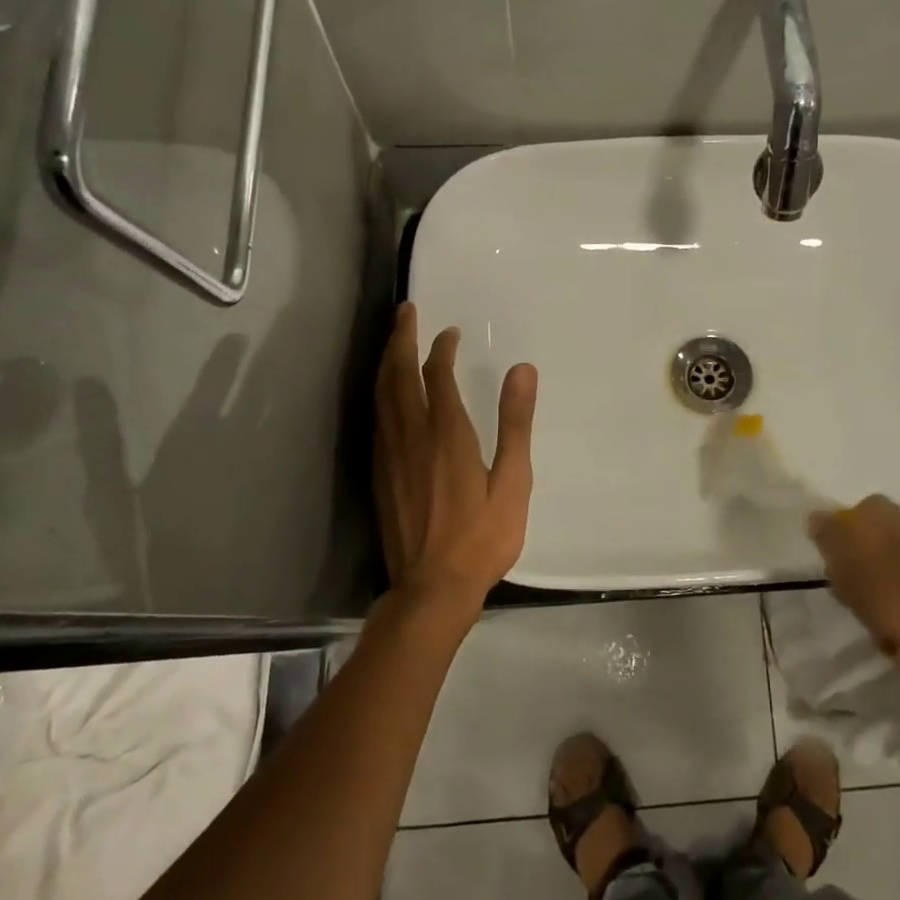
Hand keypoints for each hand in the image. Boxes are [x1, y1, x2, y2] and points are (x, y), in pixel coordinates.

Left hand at [375, 303, 537, 616]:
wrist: (432, 588)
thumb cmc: (482, 536)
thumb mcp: (513, 481)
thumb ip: (516, 423)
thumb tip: (522, 369)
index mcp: (446, 434)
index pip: (436, 376)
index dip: (440, 348)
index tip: (449, 331)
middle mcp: (411, 436)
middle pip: (398, 375)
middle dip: (400, 339)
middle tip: (406, 311)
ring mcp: (390, 455)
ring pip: (381, 395)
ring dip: (386, 361)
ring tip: (393, 339)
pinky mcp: (379, 474)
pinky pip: (376, 418)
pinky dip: (380, 392)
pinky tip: (385, 393)